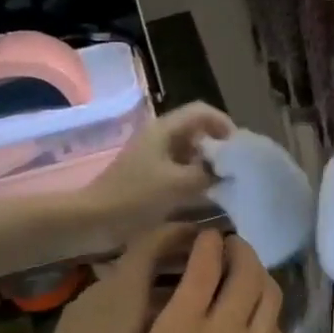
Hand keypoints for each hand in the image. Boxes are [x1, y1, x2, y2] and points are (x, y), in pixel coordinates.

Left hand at [81, 103, 233, 244]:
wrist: (93, 220)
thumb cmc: (135, 197)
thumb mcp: (178, 184)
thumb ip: (208, 173)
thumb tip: (228, 171)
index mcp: (164, 130)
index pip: (202, 112)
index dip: (224, 124)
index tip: (240, 149)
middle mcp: (160, 138)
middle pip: (197, 131)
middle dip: (219, 147)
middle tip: (238, 169)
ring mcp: (153, 158)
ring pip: (189, 153)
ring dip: (208, 165)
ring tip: (227, 184)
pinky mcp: (149, 177)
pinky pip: (179, 171)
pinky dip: (194, 179)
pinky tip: (206, 197)